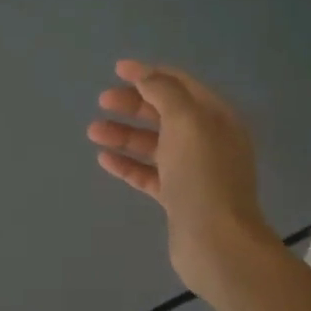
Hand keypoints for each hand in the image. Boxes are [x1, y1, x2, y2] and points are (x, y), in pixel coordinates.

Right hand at [88, 60, 275, 296]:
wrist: (216, 241)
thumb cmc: (203, 174)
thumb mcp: (186, 121)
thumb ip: (164, 92)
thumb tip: (145, 76)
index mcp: (216, 117)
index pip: (181, 85)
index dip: (150, 74)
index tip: (117, 69)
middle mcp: (207, 140)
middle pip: (165, 113)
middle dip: (133, 103)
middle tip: (102, 100)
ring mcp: (192, 170)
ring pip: (153, 143)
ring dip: (124, 134)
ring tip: (93, 130)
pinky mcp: (178, 197)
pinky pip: (148, 173)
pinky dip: (127, 164)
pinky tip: (104, 158)